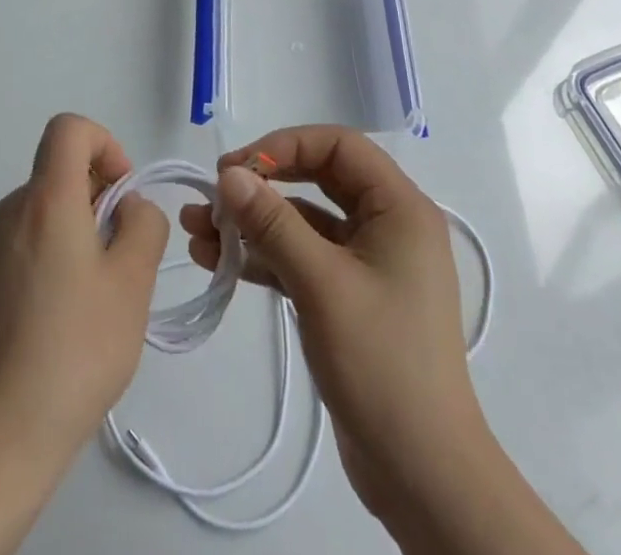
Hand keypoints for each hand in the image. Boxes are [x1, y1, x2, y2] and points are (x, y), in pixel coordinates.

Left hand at [0, 113, 168, 467]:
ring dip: (73, 231)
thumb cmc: (77, 348)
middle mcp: (8, 210)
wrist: (2, 434)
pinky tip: (58, 317)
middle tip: (119, 259)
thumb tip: (127, 208)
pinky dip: (47, 255)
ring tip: (91, 296)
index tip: (121, 195)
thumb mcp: (133, 281)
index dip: (104, 144)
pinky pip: (20, 243)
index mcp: (45, 199)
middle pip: (58, 173)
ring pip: (41, 211)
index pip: (69, 129)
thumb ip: (143, 224)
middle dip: (96, 199)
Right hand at [180, 127, 490, 539]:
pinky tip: (218, 262)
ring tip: (197, 230)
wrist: (422, 475)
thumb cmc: (381, 363)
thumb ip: (273, 223)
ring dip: (254, 223)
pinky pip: (303, 258)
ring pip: (304, 221)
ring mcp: (369, 262)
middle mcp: (387, 224)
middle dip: (262, 184)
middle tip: (214, 195)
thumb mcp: (321, 284)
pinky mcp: (350, 297)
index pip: (338, 145)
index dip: (284, 146)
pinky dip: (265, 257)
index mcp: (399, 207)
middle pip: (318, 178)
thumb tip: (229, 175)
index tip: (236, 168)